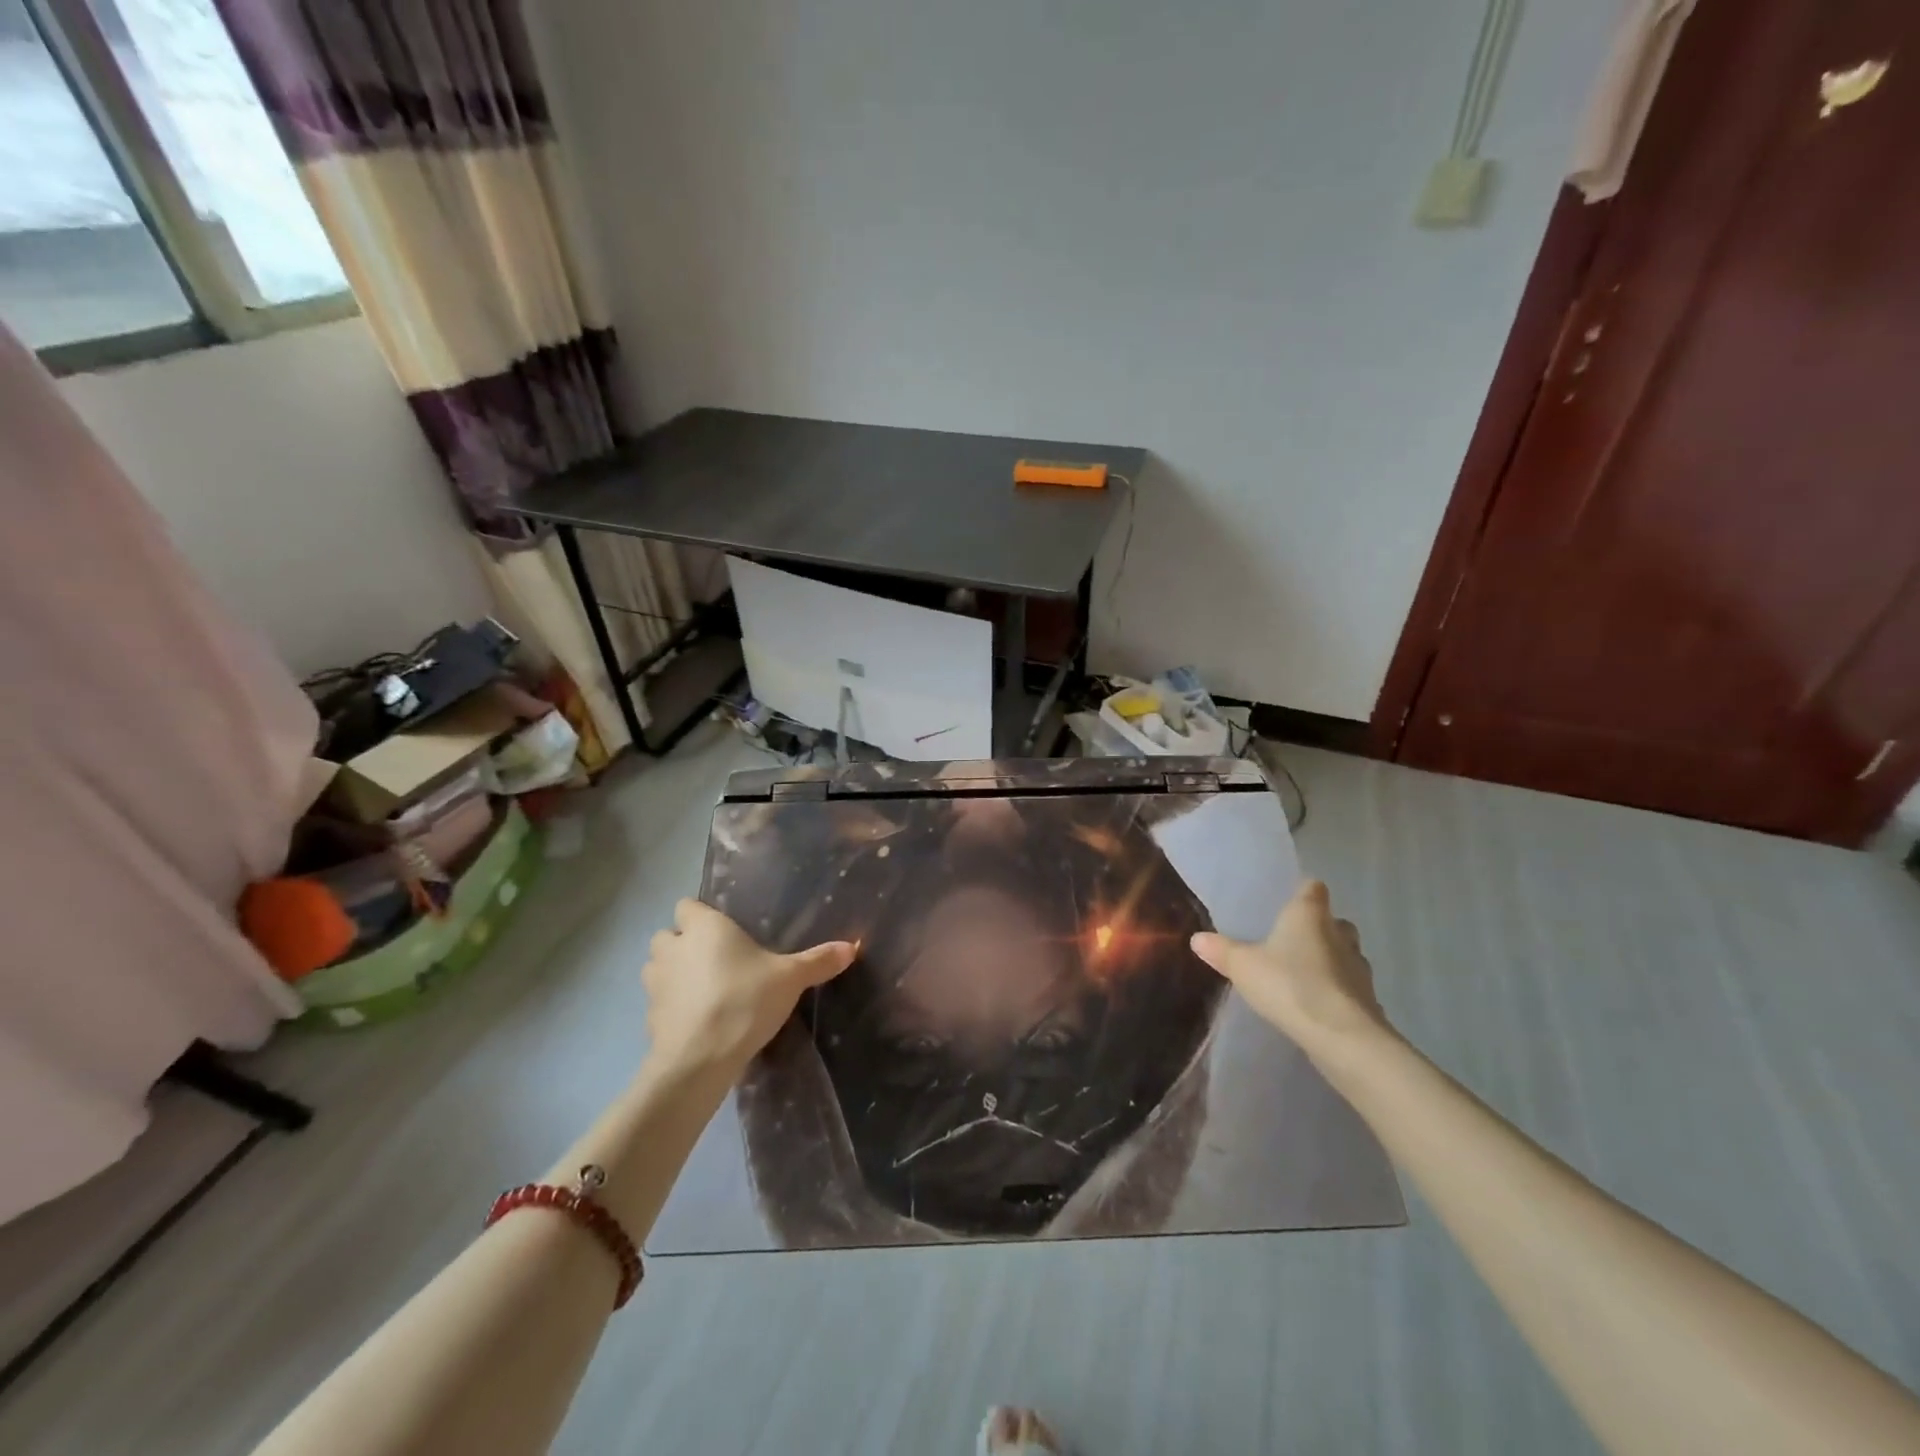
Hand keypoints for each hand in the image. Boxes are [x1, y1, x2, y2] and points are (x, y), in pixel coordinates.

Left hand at [641, 900, 854, 1079]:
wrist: (700, 1059)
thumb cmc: (745, 1000)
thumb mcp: (790, 979)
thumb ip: (818, 961)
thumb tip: (853, 946)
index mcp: (704, 927)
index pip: (686, 904)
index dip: (700, 915)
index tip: (724, 931)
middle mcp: (674, 948)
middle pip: (667, 935)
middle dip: (683, 944)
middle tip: (716, 960)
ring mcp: (656, 983)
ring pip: (657, 967)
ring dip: (673, 973)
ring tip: (703, 989)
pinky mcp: (649, 1017)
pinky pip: (659, 1002)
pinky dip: (672, 1006)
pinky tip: (697, 1020)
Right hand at [1189, 880, 1391, 1062]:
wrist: (1341, 1037)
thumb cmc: (1289, 985)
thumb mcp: (1242, 966)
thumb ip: (1221, 950)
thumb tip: (1197, 938)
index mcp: (1310, 915)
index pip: (1313, 888)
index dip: (1302, 892)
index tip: (1287, 901)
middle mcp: (1339, 934)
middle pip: (1334, 921)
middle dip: (1318, 928)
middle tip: (1291, 941)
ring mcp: (1359, 968)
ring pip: (1346, 954)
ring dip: (1330, 961)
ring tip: (1302, 975)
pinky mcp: (1368, 1000)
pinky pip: (1350, 987)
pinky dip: (1336, 991)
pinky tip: (1316, 1005)